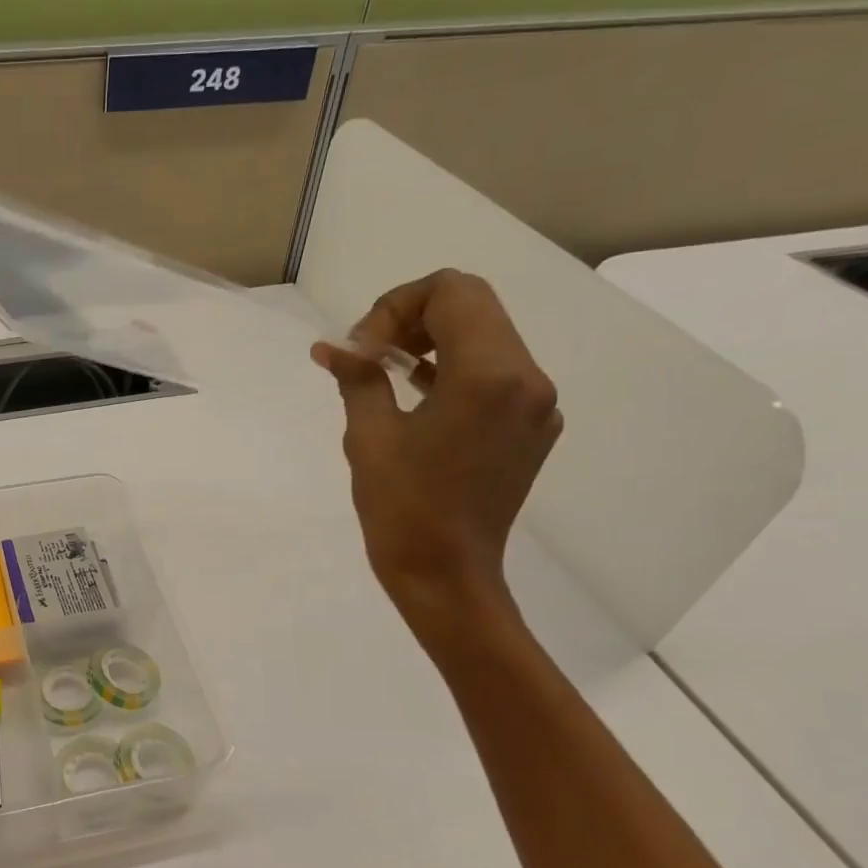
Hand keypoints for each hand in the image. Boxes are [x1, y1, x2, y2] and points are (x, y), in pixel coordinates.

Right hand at [312, 269, 561, 630]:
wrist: (447, 575)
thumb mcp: (369, 435)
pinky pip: (495, 373)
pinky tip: (416, 395)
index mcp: (488, 375)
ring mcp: (537, 404)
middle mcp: (527, 378)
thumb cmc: (401, 508)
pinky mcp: (533, 427)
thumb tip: (331, 347)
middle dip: (413, 317)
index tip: (363, 349)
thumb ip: (357, 377)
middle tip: (369, 355)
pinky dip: (454, 368)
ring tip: (386, 373)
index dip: (397, 305)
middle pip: (473, 306)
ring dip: (433, 340)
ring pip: (486, 335)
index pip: (451, 291)